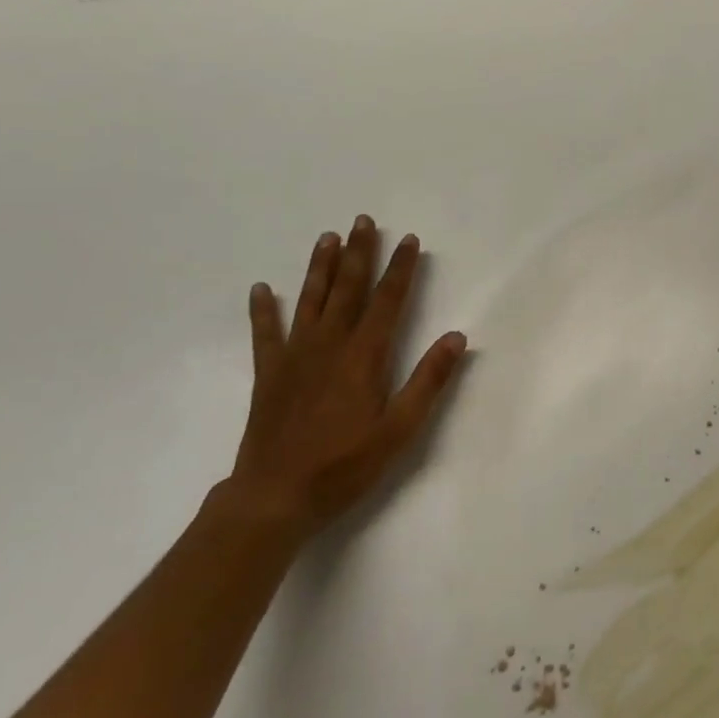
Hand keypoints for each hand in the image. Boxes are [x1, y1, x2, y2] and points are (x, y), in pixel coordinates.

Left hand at [224, 218, 466, 541]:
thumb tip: (457, 336)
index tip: (409, 240)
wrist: (275, 497)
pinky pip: (265, 333)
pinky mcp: (269, 374)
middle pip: (347, 289)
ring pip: (310, 300)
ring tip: (327, 237)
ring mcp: (294, 357)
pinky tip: (261, 289)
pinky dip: (263, 310)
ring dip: (320, 267)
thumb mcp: (400, 430)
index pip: (388, 300)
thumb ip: (428, 380)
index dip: (401, 269)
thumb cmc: (345, 466)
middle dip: (359, 253)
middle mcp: (329, 345)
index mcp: (364, 356)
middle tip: (363, 220)